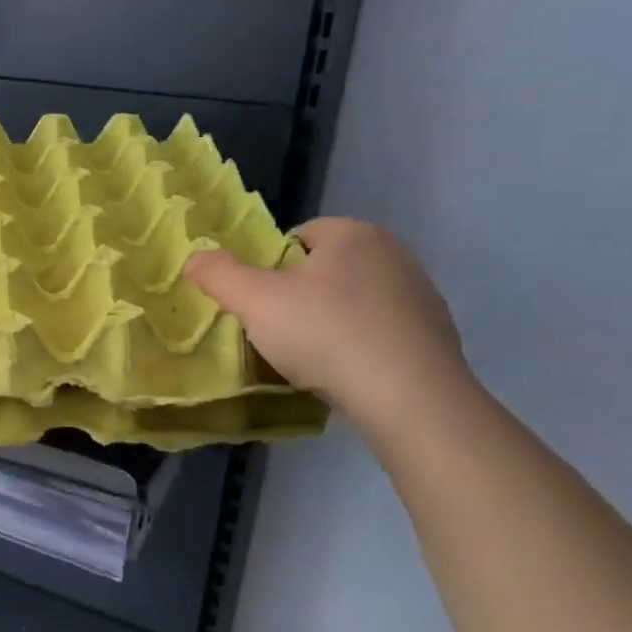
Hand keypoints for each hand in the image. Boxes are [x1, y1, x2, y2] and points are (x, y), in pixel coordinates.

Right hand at [183, 217, 469, 430]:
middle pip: (328, 268)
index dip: (271, 267)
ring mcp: (420, 295)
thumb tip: (195, 258)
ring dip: (332, 321)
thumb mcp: (255, 302)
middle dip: (302, 294)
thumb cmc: (325, 334)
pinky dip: (361, 346)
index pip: (300, 235)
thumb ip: (218, 274)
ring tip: (313, 358)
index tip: (261, 303)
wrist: (409, 397)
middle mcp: (394, 253)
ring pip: (356, 300)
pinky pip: (381, 332)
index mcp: (354, 234)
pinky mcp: (435, 336)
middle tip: (279, 330)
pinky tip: (348, 374)